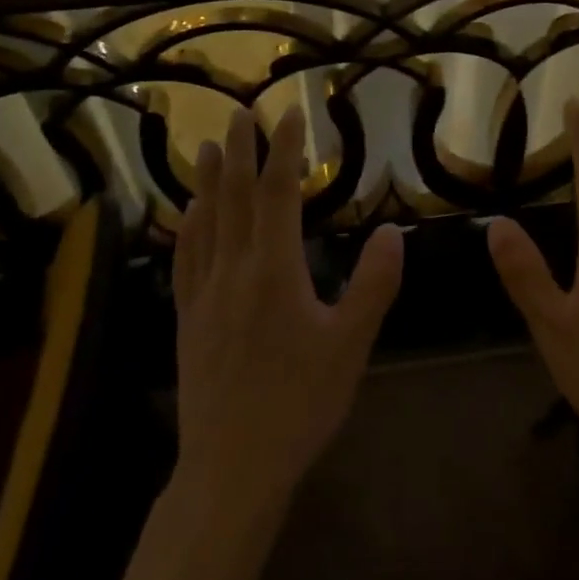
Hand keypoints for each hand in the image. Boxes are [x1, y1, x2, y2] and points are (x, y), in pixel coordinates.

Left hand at [172, 106, 404, 511]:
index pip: (277, 193)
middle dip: (240, 152)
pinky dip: (186, 227)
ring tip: (209, 147)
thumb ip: (373, 284)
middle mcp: (233, 269)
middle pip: (234, 197)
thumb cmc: (300, 403)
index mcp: (274, 270)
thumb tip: (394, 231)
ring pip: (203, 222)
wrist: (232, 465)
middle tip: (240, 114)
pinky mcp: (186, 318)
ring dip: (208, 180)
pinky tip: (186, 213)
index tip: (289, 116)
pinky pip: (184, 259)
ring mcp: (204, 293)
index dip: (283, 151)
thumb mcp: (350, 345)